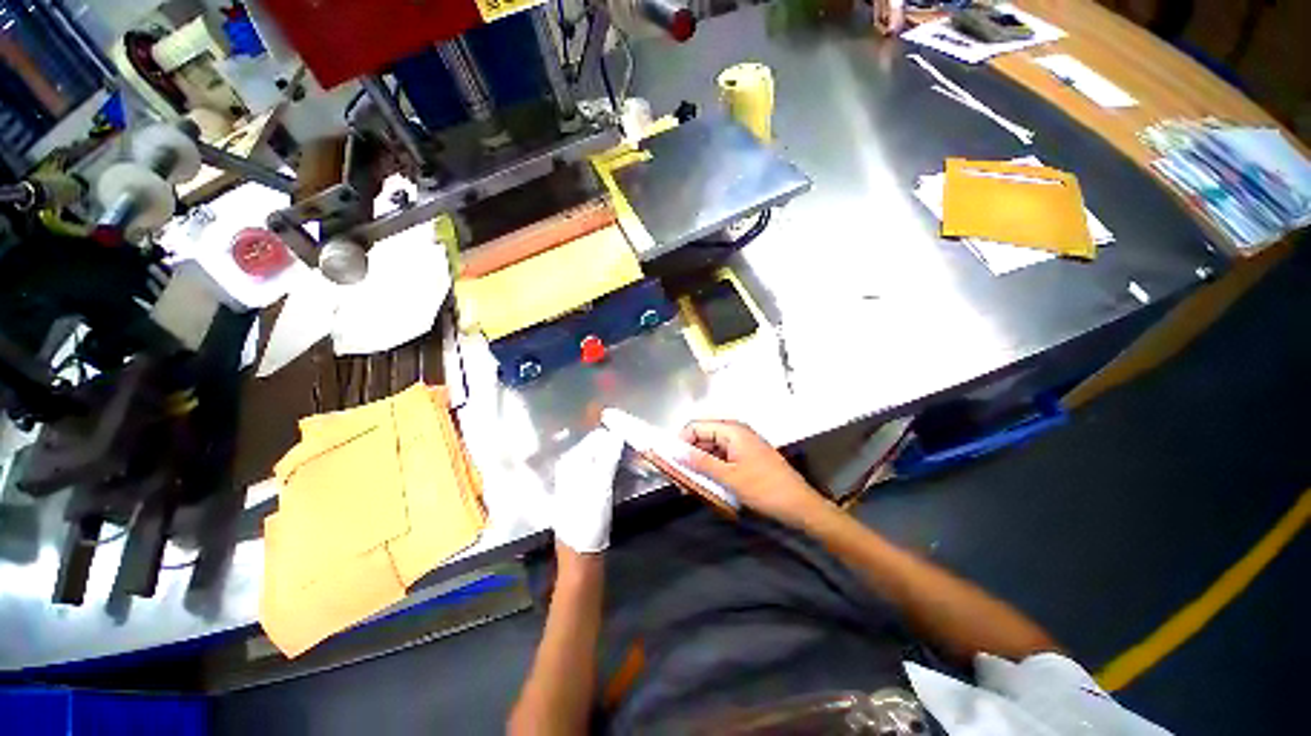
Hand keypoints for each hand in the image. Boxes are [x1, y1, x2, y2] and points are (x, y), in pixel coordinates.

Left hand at [551, 428, 624, 553]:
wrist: (581, 553)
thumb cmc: (589, 518)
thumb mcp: (601, 485)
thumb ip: (608, 457)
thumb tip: (616, 432)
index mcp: (571, 461)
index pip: (595, 437)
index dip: (613, 435)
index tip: (632, 436)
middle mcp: (571, 466)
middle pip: (597, 446)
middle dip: (615, 445)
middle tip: (634, 449)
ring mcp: (578, 478)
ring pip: (600, 458)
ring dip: (616, 457)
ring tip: (632, 459)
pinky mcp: (586, 489)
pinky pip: (601, 469)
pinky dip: (613, 467)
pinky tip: (623, 471)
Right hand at [679, 420, 830, 528]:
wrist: (798, 504)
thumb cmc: (765, 488)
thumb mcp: (729, 477)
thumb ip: (700, 462)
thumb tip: (676, 452)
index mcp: (732, 430)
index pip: (695, 427)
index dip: (681, 442)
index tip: (671, 462)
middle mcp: (735, 432)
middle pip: (702, 436)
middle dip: (689, 454)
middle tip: (679, 479)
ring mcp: (741, 444)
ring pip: (710, 448)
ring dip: (699, 464)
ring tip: (691, 485)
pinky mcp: (745, 456)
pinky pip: (721, 457)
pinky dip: (711, 468)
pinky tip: (706, 484)